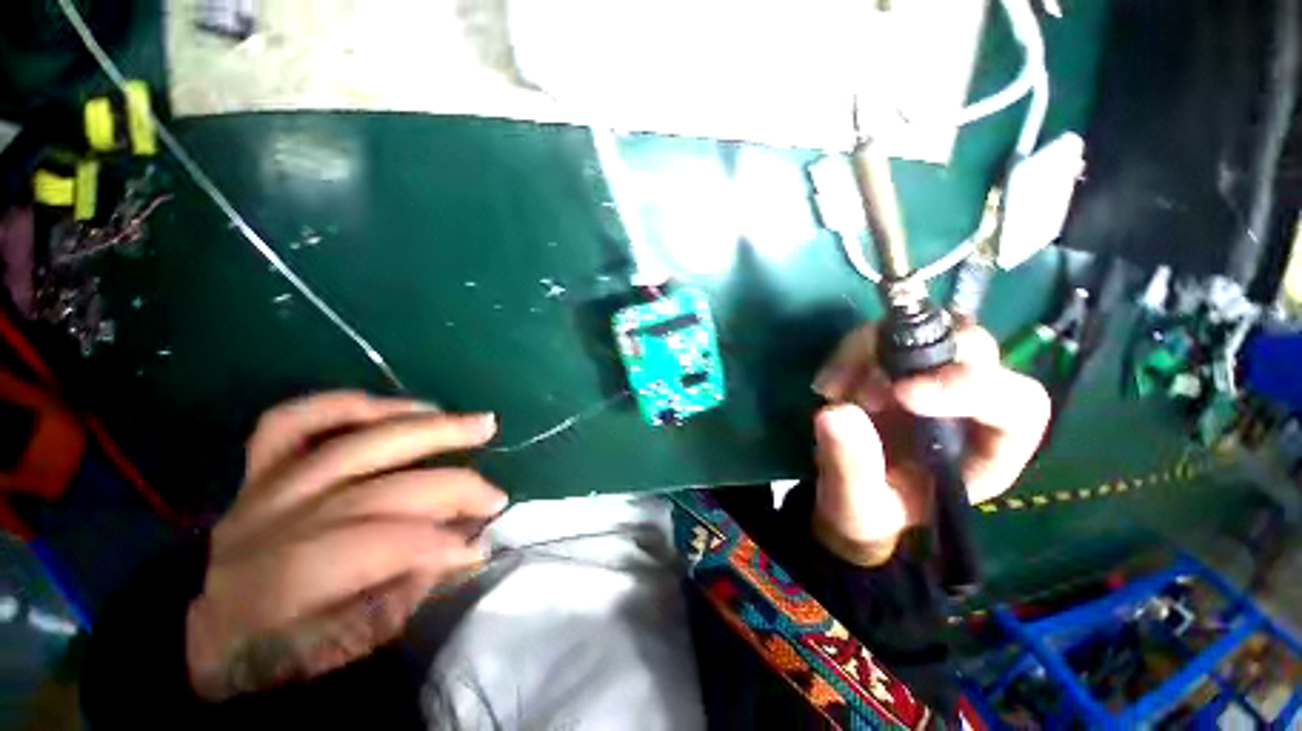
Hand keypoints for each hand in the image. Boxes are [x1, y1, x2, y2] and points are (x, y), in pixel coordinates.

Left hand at [185, 392, 506, 701]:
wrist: (196, 648)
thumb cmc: (265, 665)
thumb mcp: (332, 660)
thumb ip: (397, 602)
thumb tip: (459, 552)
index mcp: (279, 584)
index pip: (375, 545)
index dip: (437, 543)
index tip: (482, 547)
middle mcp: (272, 524)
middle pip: (378, 488)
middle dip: (451, 487)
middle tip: (497, 494)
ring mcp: (265, 488)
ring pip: (352, 439)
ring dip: (426, 429)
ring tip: (476, 425)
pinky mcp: (259, 471)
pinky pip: (296, 421)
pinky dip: (351, 405)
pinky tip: (400, 408)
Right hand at [810, 324, 1049, 565]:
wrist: (847, 490)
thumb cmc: (868, 508)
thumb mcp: (858, 503)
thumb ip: (852, 467)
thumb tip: (834, 413)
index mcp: (986, 449)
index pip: (1016, 402)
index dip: (971, 387)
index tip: (903, 395)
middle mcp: (966, 402)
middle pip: (970, 348)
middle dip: (913, 361)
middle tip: (864, 393)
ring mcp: (926, 376)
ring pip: (919, 331)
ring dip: (869, 353)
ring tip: (835, 391)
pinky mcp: (889, 364)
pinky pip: (875, 337)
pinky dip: (847, 354)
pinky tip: (827, 386)